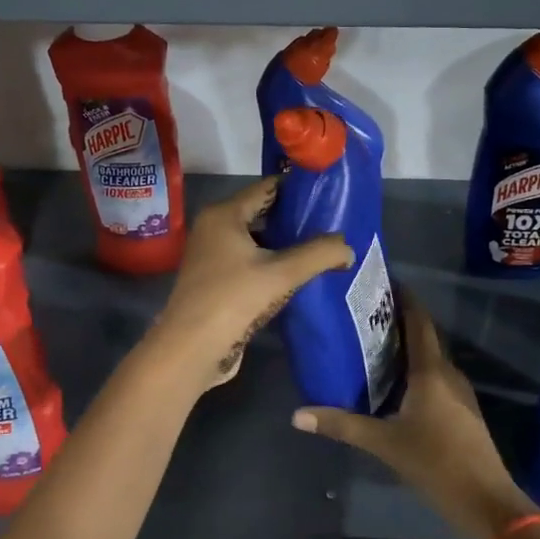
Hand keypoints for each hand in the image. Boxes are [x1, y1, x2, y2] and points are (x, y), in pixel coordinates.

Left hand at [144, 177, 351, 394]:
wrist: (190, 350)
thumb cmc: (232, 300)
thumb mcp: (282, 274)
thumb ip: (319, 254)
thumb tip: (348, 247)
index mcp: (224, 215)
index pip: (266, 187)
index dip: (298, 188)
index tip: (329, 193)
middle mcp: (214, 229)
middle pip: (262, 213)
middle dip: (295, 218)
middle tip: (332, 222)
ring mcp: (213, 257)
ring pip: (257, 241)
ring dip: (286, 244)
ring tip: (322, 248)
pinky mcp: (217, 282)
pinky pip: (251, 263)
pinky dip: (273, 265)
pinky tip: (299, 275)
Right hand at [292, 294, 539, 538]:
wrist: (487, 502)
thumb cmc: (436, 463)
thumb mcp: (384, 444)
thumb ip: (342, 425)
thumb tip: (298, 415)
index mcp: (431, 371)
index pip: (418, 321)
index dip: (403, 298)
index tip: (382, 281)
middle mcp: (448, 373)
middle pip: (424, 336)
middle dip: (398, 320)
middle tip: (365, 313)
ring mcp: (459, 392)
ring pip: (431, 358)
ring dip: (407, 346)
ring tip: (373, 342)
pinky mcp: (462, 411)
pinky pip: (436, 377)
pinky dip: (415, 369)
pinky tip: (395, 382)